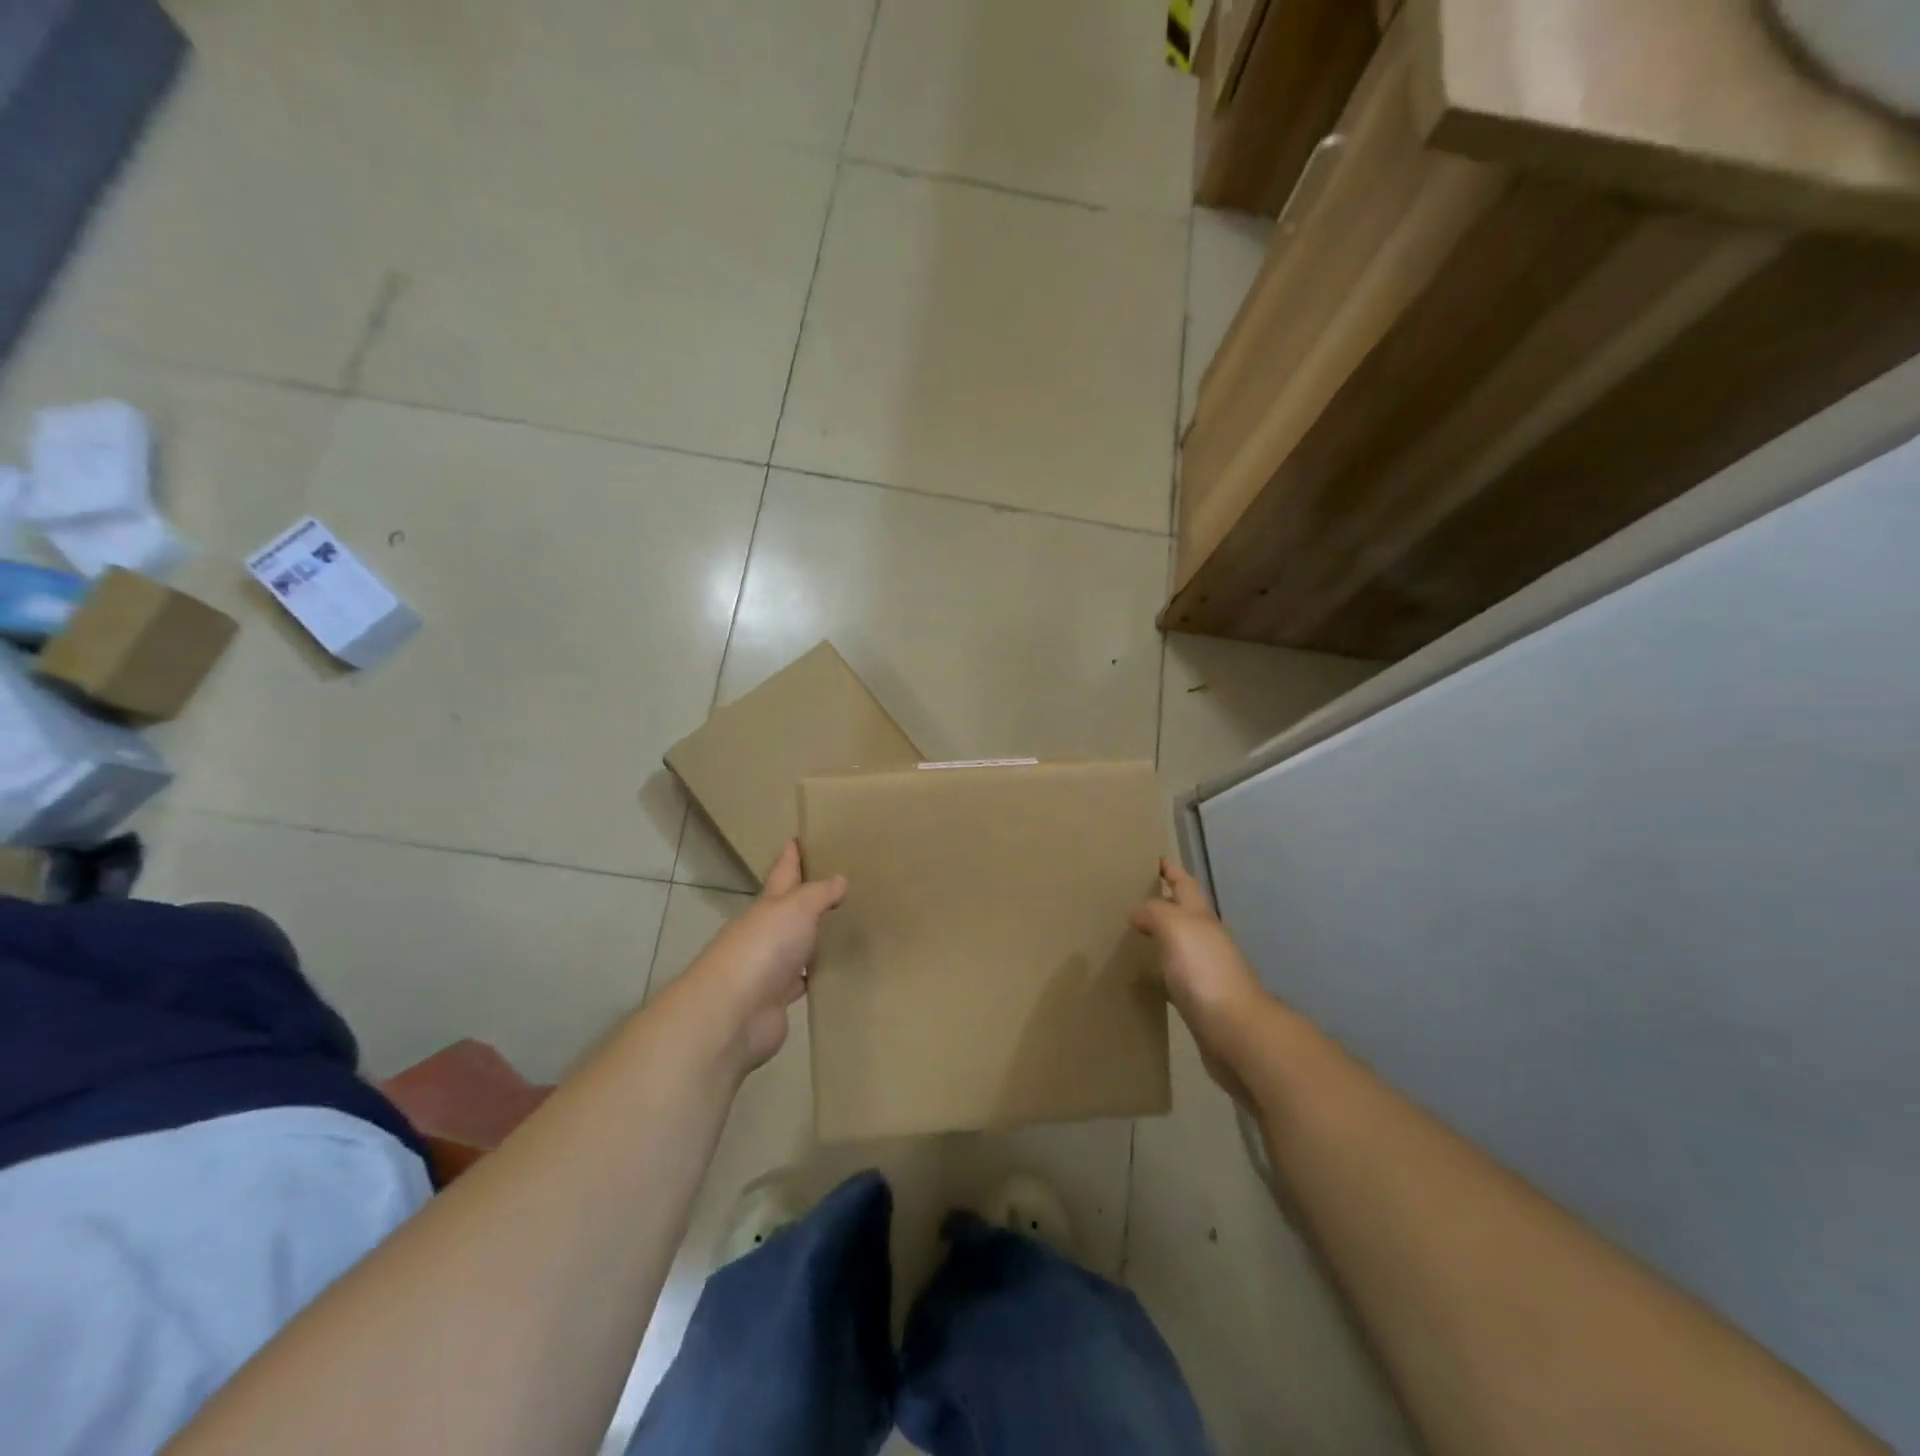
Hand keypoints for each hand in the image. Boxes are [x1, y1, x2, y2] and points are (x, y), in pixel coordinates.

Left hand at [682, 840, 846, 1072]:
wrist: (735, 1011)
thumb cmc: (765, 946)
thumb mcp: (797, 907)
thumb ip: (819, 893)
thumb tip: (839, 880)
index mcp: (767, 906)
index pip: (781, 873)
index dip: (790, 857)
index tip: (797, 839)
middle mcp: (765, 933)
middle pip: (787, 911)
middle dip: (804, 899)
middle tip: (834, 888)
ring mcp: (769, 968)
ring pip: (795, 947)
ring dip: (811, 940)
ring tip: (840, 929)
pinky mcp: (777, 1000)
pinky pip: (800, 981)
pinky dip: (813, 976)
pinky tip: (831, 972)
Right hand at [1131, 857, 1272, 1103]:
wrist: (1236, 1033)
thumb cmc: (1205, 972)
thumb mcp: (1176, 927)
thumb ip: (1155, 912)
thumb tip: (1138, 912)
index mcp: (1202, 919)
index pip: (1185, 885)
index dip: (1172, 870)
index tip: (1156, 858)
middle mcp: (1207, 940)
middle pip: (1185, 913)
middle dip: (1164, 902)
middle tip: (1134, 897)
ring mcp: (1206, 971)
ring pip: (1180, 945)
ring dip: (1162, 937)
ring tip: (1134, 934)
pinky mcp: (1201, 1001)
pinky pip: (1176, 976)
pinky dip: (1162, 971)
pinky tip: (1147, 978)